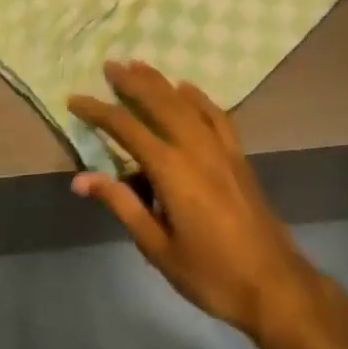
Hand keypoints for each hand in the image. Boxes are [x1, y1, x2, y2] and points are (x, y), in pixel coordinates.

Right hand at [68, 61, 323, 343]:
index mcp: (171, 168)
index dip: (99, 112)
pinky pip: (215, 114)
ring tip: (139, 65)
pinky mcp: (237, 154)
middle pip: (159, 102)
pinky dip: (198, 97)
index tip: (75, 99)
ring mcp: (220, 146)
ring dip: (160, 82)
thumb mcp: (157, 247)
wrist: (272, 282)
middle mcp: (195, 146)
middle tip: (110, 65)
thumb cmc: (209, 273)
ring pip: (185, 102)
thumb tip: (82, 179)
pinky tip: (186, 88)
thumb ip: (122, 205)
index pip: (126, 129)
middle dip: (132, 82)